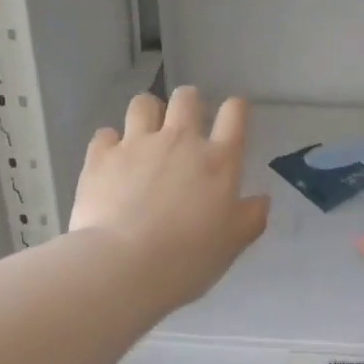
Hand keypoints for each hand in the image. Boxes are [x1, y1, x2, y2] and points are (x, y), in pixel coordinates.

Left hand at [70, 87, 269, 309]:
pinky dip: (110, 144)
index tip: (232, 117)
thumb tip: (262, 200)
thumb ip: (251, 217)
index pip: (234, 113)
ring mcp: (137, 144)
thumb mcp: (232, 244)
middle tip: (184, 128)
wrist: (124, 265)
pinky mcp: (101, 157)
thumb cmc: (188, 258)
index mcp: (218, 160)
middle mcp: (179, 141)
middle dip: (188, 104)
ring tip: (145, 136)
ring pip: (143, 104)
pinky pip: (105, 133)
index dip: (235, 108)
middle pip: (186, 97)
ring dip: (148, 114)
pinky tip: (111, 162)